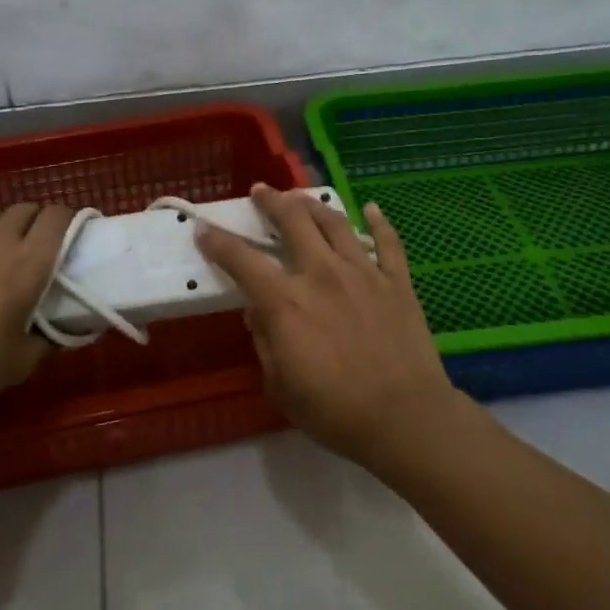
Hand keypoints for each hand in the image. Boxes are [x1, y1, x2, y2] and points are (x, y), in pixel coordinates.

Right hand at [196, 185, 456, 468]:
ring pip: (335, 222)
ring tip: (301, 197)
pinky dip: (380, 222)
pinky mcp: (397, 282)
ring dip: (313, 204)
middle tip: (261, 191)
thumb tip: (258, 314)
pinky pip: (389, 242)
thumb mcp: (280, 386)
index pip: (242, 260)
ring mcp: (363, 273)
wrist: (405, 419)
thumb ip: (265, 343)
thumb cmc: (335, 411)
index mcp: (286, 302)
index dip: (218, 242)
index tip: (204, 230)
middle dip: (272, 201)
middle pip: (293, 221)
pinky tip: (372, 208)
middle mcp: (321, 274)